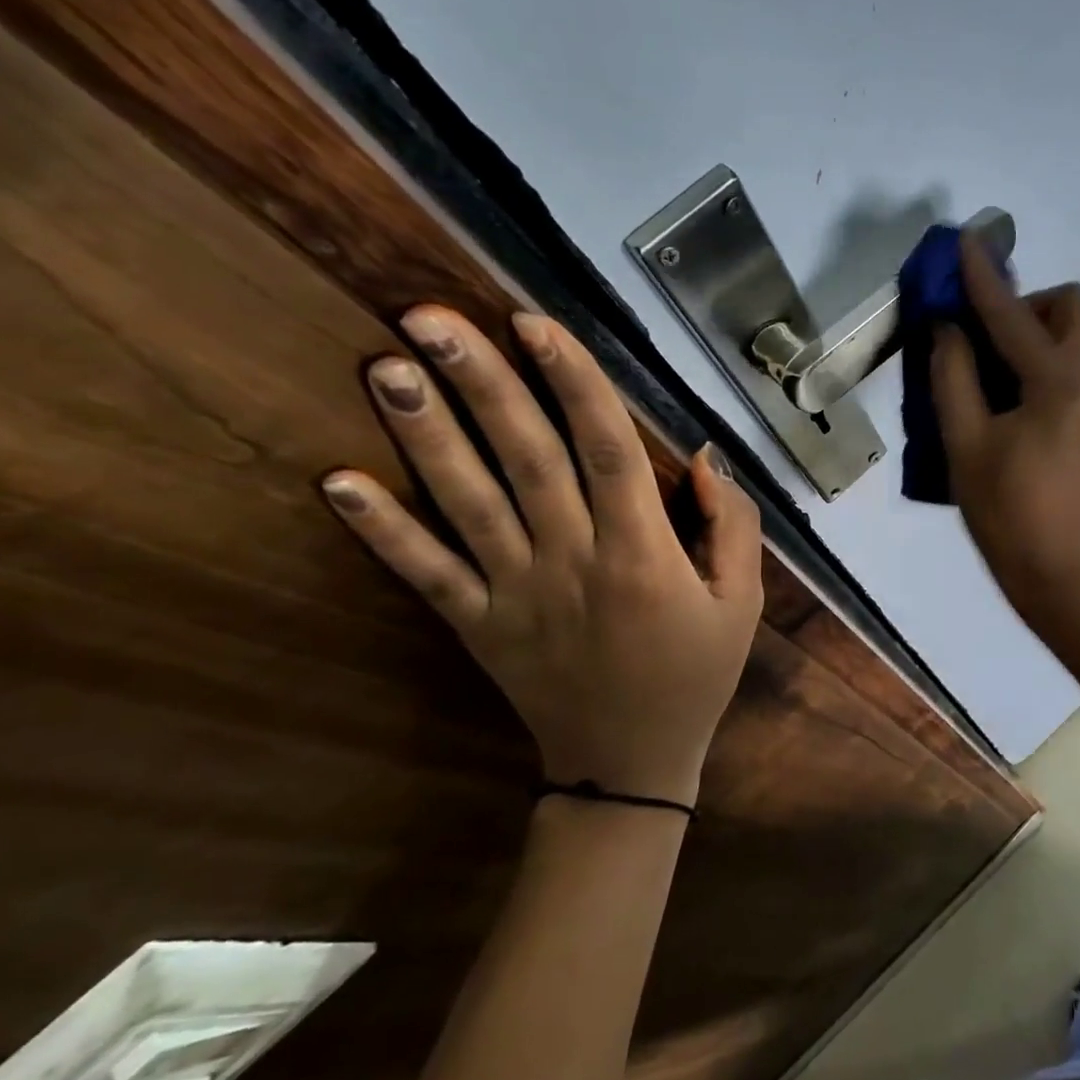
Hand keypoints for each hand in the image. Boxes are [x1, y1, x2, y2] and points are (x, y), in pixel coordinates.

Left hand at [320, 307, 761, 806]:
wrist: (630, 763)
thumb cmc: (695, 673)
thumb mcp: (742, 602)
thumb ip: (733, 526)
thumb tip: (703, 458)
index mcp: (643, 554)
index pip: (607, 451)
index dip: (574, 383)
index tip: (535, 324)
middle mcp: (573, 561)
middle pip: (526, 459)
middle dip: (482, 384)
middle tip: (429, 316)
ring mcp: (516, 594)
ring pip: (467, 503)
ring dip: (425, 435)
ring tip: (386, 367)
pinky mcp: (478, 626)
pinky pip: (426, 574)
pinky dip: (382, 530)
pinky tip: (337, 482)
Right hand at [932, 240, 1079, 620]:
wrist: (1051, 567)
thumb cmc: (1002, 509)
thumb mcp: (963, 442)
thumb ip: (953, 376)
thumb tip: (948, 328)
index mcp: (1056, 383)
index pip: (1014, 314)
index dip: (983, 277)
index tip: (963, 243)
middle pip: (1070, 307)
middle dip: (1026, 303)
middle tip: (982, 335)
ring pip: (1072, 337)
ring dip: (1030, 332)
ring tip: (985, 370)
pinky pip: (1068, 368)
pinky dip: (1037, 361)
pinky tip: (1004, 398)